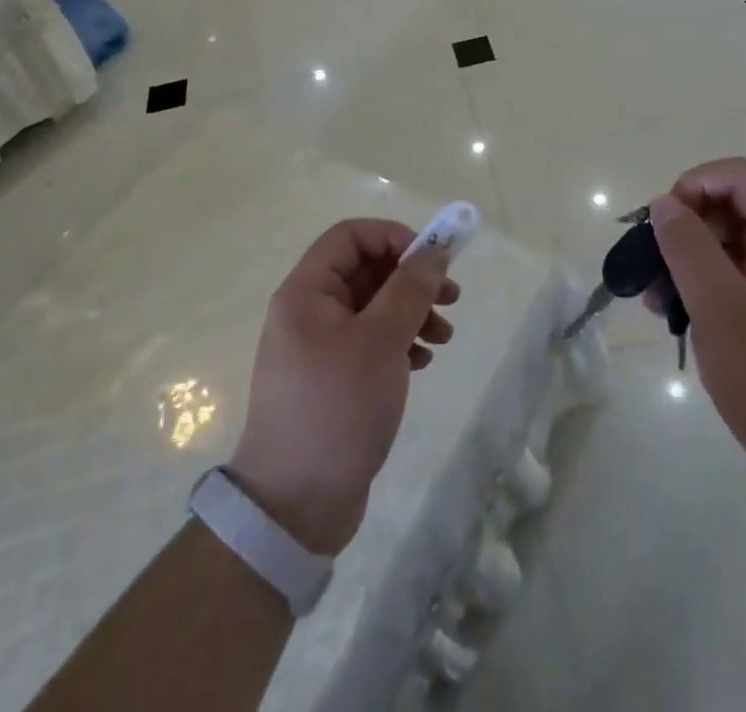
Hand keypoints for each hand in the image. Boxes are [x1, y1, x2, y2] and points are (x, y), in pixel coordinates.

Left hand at [228, 219, 458, 554]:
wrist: (294, 507)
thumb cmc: (336, 408)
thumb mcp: (381, 340)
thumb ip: (410, 288)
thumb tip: (435, 250)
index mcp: (306, 292)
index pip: (350, 236)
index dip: (393, 237)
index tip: (432, 259)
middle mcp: (308, 312)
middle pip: (366, 271)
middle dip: (411, 280)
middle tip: (451, 298)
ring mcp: (319, 348)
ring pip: (373, 308)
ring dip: (412, 313)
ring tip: (444, 336)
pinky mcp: (332, 380)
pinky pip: (370, 342)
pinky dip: (399, 343)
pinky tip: (422, 363)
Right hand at [649, 158, 745, 515]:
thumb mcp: (720, 306)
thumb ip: (688, 246)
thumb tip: (664, 204)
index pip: (738, 176)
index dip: (695, 184)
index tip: (664, 223)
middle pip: (728, 207)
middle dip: (683, 227)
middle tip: (651, 264)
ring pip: (723, 245)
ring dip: (683, 261)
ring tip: (654, 299)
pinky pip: (728, 280)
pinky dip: (697, 288)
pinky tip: (672, 316)